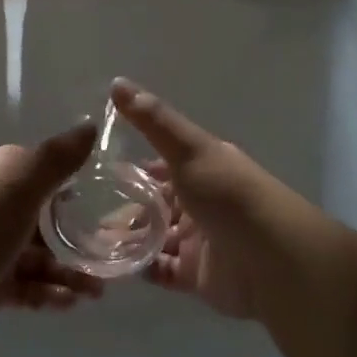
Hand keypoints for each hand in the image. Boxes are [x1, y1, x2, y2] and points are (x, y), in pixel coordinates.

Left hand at [0, 123, 103, 350]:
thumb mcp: (22, 184)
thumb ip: (59, 157)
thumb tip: (90, 124)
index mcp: (6, 174)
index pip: (53, 172)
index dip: (85, 186)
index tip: (119, 203)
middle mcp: (0, 204)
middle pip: (52, 218)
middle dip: (85, 236)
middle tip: (117, 256)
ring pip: (44, 255)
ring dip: (73, 271)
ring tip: (98, 292)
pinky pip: (30, 285)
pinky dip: (50, 292)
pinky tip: (70, 304)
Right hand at [111, 78, 301, 319]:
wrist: (273, 260)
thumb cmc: (230, 196)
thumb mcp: (189, 150)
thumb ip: (152, 120)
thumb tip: (116, 81)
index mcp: (202, 168)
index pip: (159, 165)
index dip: (130, 169)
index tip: (94, 173)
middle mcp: (199, 202)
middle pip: (153, 203)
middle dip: (121, 207)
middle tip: (82, 213)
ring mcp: (197, 240)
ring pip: (152, 236)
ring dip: (124, 238)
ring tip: (88, 240)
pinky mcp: (195, 275)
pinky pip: (159, 270)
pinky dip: (136, 267)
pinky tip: (109, 266)